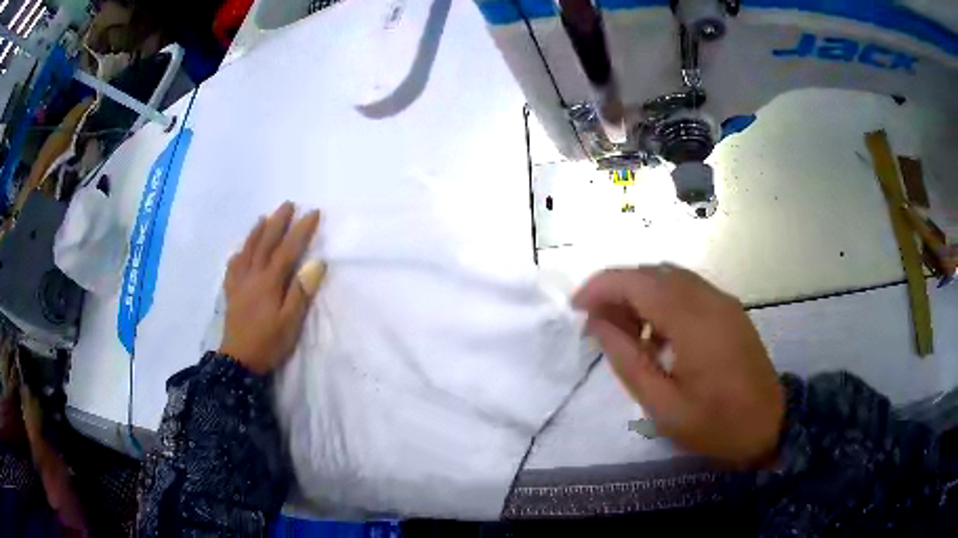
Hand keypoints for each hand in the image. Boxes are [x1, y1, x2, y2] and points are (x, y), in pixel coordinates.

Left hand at [219, 202, 325, 374]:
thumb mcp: (290, 322)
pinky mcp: (231, 292)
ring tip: (264, 217)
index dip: (301, 230)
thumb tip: (316, 263)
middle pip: (265, 242)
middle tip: (288, 204)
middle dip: (278, 222)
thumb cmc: (268, 342)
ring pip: (248, 250)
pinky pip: (234, 266)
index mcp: (269, 281)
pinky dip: (239, 254)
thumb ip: (301, 292)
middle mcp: (253, 275)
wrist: (239, 360)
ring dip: (257, 231)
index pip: (288, 249)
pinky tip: (240, 251)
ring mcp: (239, 282)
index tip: (313, 213)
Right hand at [572, 266, 783, 468]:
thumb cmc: (716, 424)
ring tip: (622, 329)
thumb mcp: (664, 406)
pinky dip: (661, 299)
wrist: (770, 425)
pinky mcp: (729, 308)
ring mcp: (722, 301)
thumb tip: (598, 324)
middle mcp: (709, 299)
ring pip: (670, 277)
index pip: (638, 282)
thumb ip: (628, 360)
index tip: (576, 309)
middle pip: (652, 272)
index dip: (601, 287)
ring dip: (639, 292)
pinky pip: (687, 289)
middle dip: (617, 288)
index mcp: (693, 322)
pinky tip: (655, 332)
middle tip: (596, 323)